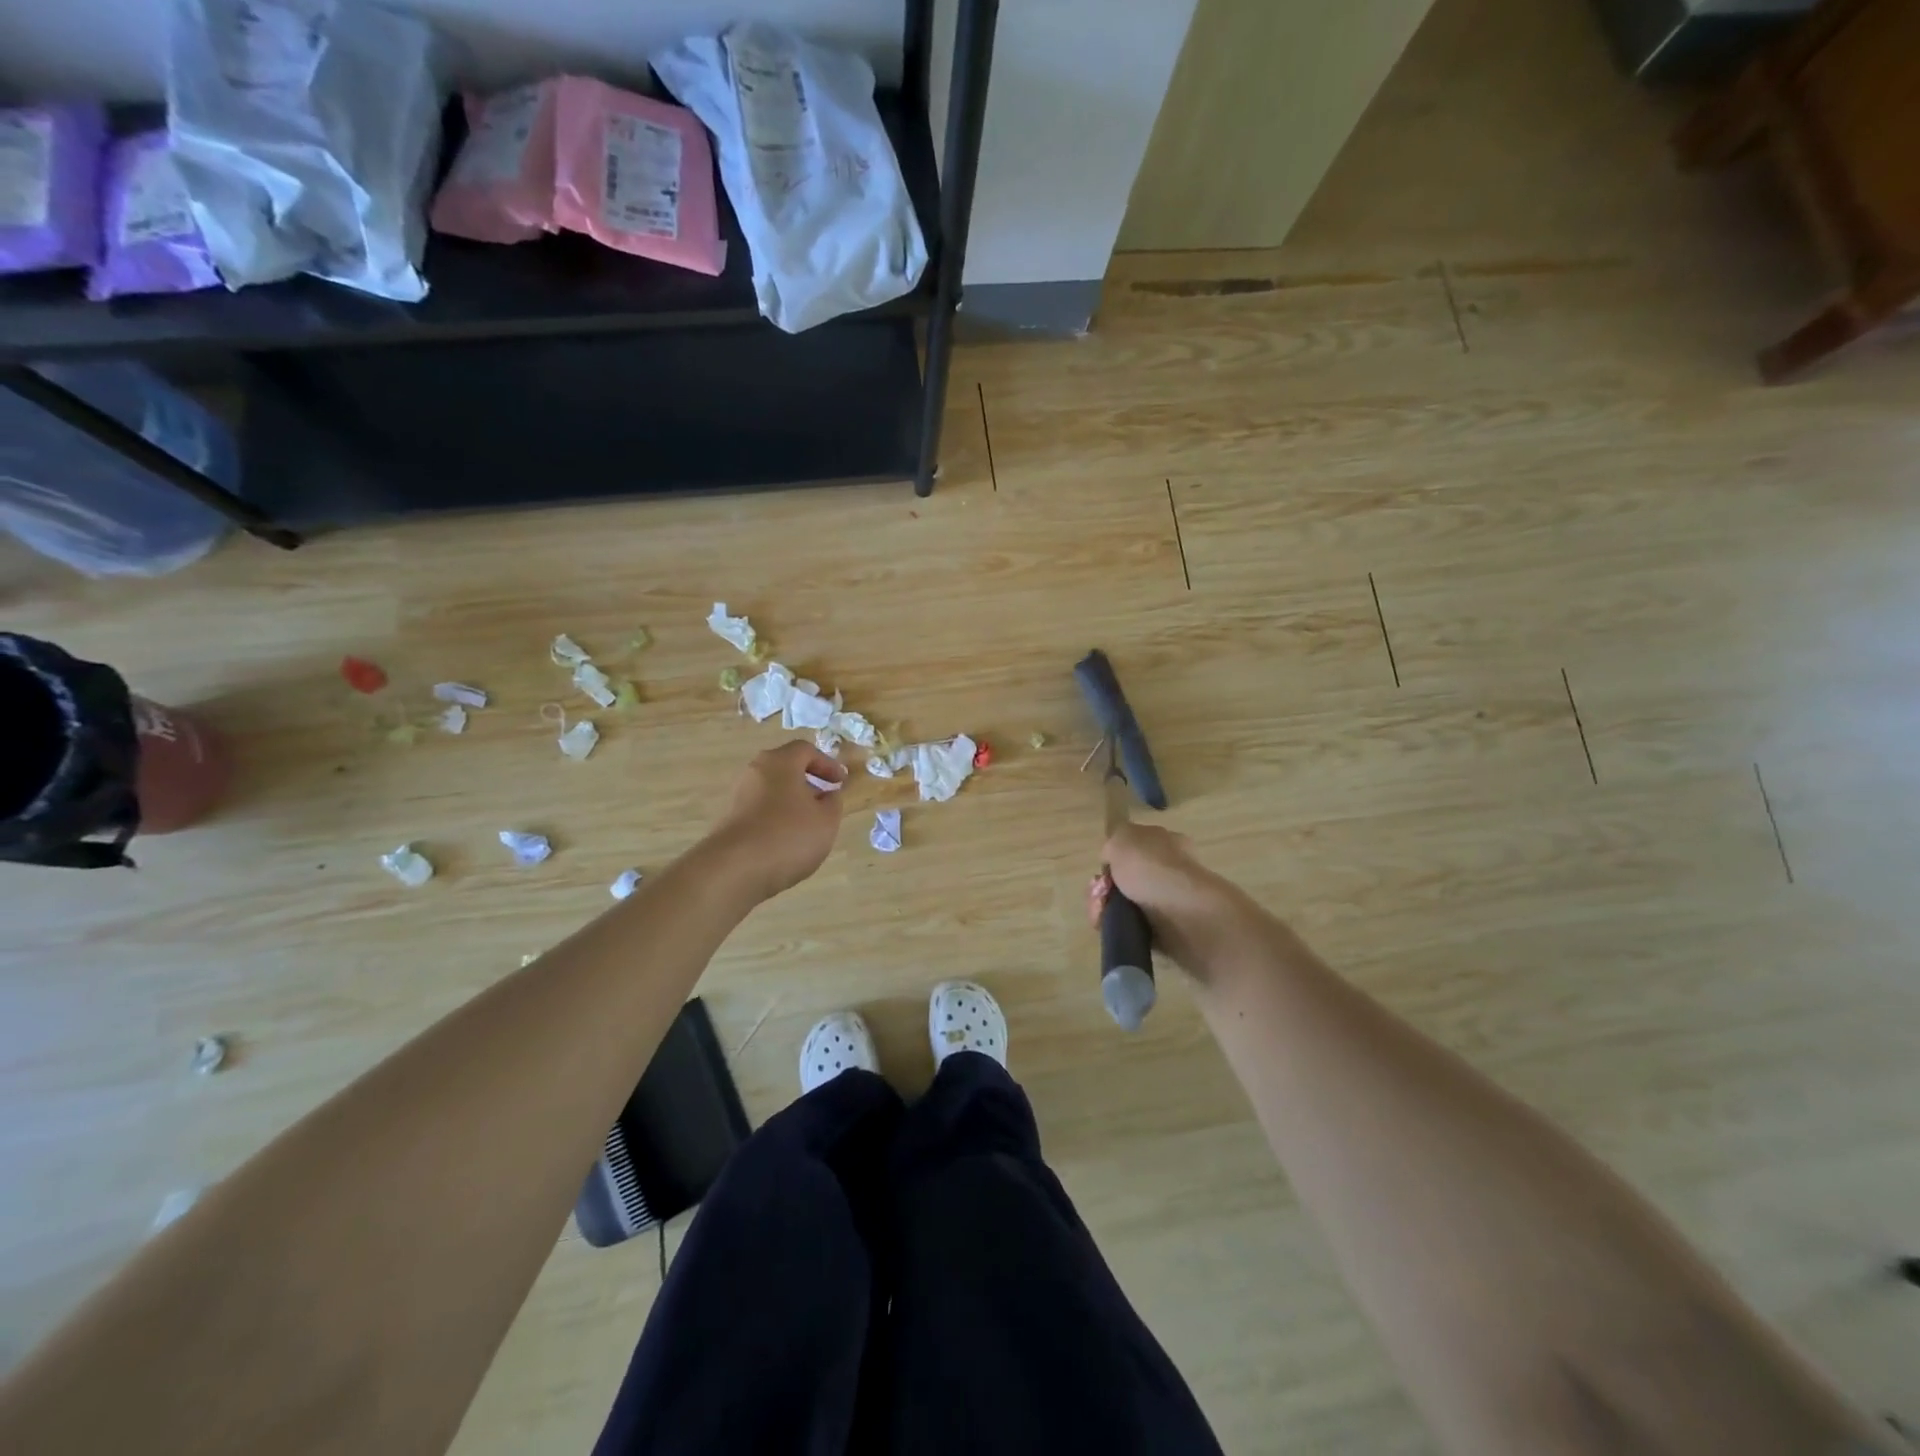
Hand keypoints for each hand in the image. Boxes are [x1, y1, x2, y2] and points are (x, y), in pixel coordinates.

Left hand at [705, 741, 847, 901]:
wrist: (735, 870)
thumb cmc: (789, 836)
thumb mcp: (826, 820)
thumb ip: (833, 802)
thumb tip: (828, 794)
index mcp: (780, 762)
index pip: (806, 750)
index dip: (828, 763)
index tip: (841, 782)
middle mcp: (755, 772)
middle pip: (785, 768)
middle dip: (809, 781)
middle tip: (826, 800)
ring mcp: (739, 796)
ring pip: (772, 790)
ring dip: (793, 802)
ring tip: (809, 825)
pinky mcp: (730, 820)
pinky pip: (760, 810)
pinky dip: (777, 818)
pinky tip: (787, 841)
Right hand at [1088, 822, 1240, 973]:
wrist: (1183, 914)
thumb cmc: (1152, 868)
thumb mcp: (1123, 837)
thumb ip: (1113, 840)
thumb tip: (1112, 858)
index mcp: (1165, 843)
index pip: (1134, 847)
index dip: (1114, 856)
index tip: (1104, 866)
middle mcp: (1168, 871)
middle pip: (1124, 878)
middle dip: (1104, 886)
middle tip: (1101, 891)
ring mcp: (1166, 903)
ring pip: (1122, 904)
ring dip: (1103, 907)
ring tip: (1102, 911)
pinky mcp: (1162, 931)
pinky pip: (1129, 927)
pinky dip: (1114, 926)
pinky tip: (1108, 924)